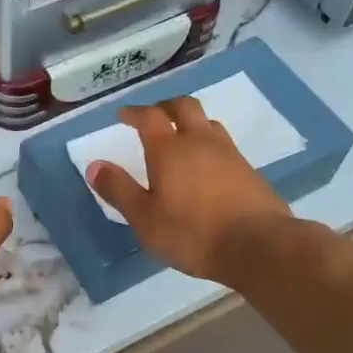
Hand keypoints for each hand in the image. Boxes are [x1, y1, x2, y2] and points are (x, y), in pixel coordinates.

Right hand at [86, 97, 293, 287]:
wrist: (258, 246)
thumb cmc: (192, 233)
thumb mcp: (145, 218)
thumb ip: (119, 189)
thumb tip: (94, 165)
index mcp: (169, 149)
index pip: (149, 116)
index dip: (135, 112)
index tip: (124, 115)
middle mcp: (200, 142)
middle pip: (184, 107)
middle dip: (166, 106)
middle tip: (154, 116)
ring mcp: (229, 154)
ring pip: (208, 124)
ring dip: (191, 123)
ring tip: (181, 138)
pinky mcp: (249, 171)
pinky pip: (225, 146)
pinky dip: (209, 146)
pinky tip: (207, 167)